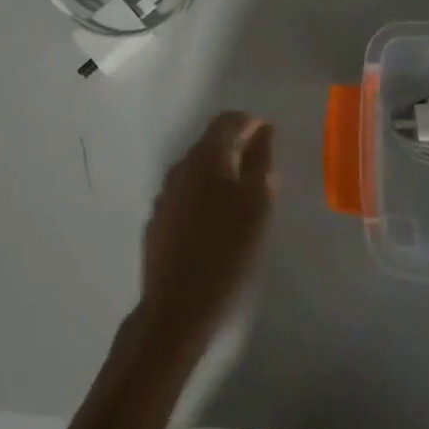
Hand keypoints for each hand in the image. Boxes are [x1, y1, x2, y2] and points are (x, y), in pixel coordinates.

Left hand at [138, 112, 276, 350]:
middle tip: (262, 170)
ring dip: (221, 172)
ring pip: (198, 169)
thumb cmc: (228, 250)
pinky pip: (186, 194)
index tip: (271, 139)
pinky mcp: (158, 220)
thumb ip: (262, 161)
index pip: (229, 120)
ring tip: (243, 198)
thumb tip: (264, 130)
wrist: (177, 308)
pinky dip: (205, 195)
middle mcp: (181, 167)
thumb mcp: (259, 203)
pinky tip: (217, 222)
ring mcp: (165, 194)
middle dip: (237, 147)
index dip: (252, 124)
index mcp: (207, 157)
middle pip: (211, 142)